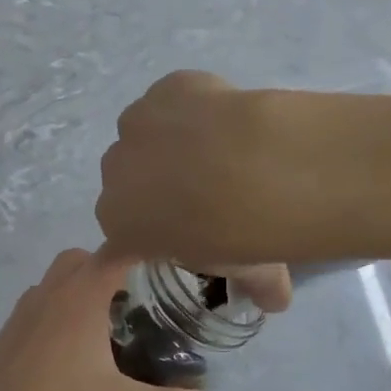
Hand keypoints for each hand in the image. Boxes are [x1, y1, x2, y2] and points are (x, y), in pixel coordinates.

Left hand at [0, 248, 207, 390]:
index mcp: (80, 301)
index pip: (115, 253)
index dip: (140, 250)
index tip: (162, 261)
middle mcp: (47, 297)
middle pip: (77, 260)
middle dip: (104, 268)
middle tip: (129, 302)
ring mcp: (19, 318)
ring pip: (49, 284)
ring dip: (74, 291)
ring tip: (99, 329)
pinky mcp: (2, 341)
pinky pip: (33, 311)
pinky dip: (52, 317)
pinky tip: (66, 358)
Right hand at [97, 72, 294, 309]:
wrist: (255, 168)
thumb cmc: (236, 233)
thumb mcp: (247, 270)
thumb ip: (256, 287)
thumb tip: (275, 301)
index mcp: (121, 227)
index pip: (119, 239)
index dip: (147, 236)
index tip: (175, 234)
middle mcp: (115, 175)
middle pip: (128, 181)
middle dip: (155, 186)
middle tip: (202, 192)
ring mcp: (136, 126)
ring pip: (145, 135)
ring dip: (168, 142)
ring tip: (215, 149)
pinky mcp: (165, 89)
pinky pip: (173, 98)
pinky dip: (192, 105)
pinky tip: (224, 117)